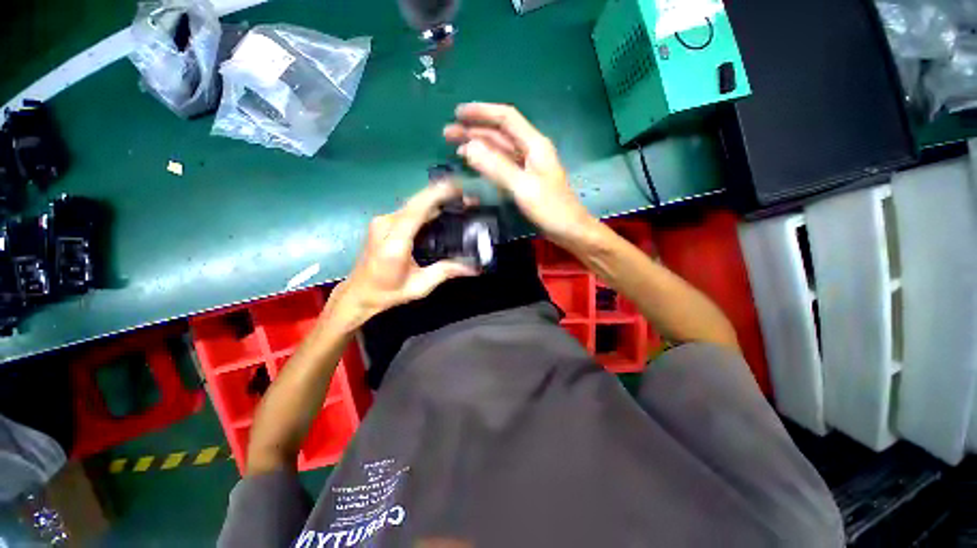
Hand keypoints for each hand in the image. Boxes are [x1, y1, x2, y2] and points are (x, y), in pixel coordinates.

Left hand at [325, 183, 475, 330]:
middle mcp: (385, 225)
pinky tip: (442, 209)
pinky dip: (427, 206)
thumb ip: (445, 272)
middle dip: (442, 193)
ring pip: (413, 203)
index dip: (436, 195)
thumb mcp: (419, 286)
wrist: (359, 292)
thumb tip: (473, 268)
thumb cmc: (388, 292)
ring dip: (436, 199)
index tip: (458, 187)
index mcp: (394, 242)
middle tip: (467, 196)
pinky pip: (409, 209)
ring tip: (459, 200)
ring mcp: (383, 221)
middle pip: (416, 202)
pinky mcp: (384, 222)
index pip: (416, 210)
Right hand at [444, 103, 597, 247]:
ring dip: (478, 146)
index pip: (506, 118)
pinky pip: (502, 166)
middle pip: (500, 134)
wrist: (570, 230)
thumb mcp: (523, 187)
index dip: (481, 112)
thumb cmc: (551, 209)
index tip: (457, 113)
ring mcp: (527, 167)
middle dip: (474, 130)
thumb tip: (468, 147)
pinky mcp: (524, 181)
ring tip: (456, 147)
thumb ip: (497, 167)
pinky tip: (475, 164)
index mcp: (535, 145)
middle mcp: (531, 151)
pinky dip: (487, 163)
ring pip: (499, 150)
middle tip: (448, 134)